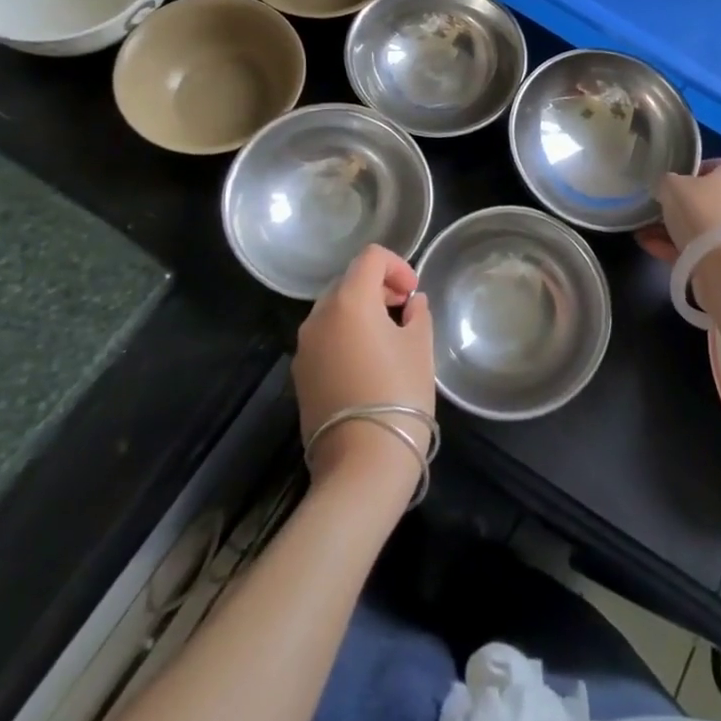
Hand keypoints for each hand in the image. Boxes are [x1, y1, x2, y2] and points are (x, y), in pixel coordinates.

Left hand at [294, 245, 434, 487]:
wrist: (361, 463)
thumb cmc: (399, 394)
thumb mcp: (420, 347)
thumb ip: (417, 314)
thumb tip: (411, 304)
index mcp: (349, 301)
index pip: (370, 257)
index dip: (397, 265)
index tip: (413, 293)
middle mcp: (319, 317)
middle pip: (348, 281)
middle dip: (378, 288)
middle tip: (404, 312)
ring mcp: (304, 347)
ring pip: (334, 311)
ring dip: (361, 312)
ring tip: (387, 339)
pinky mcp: (300, 375)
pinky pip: (325, 338)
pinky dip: (346, 336)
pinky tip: (367, 364)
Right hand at [636, 158, 720, 264]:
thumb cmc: (701, 212)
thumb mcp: (672, 186)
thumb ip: (666, 182)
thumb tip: (666, 188)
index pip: (712, 166)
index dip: (690, 172)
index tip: (669, 183)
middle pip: (705, 199)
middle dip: (678, 206)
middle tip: (654, 210)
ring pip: (700, 227)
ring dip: (672, 230)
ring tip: (643, 233)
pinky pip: (700, 249)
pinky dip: (677, 248)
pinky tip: (651, 247)